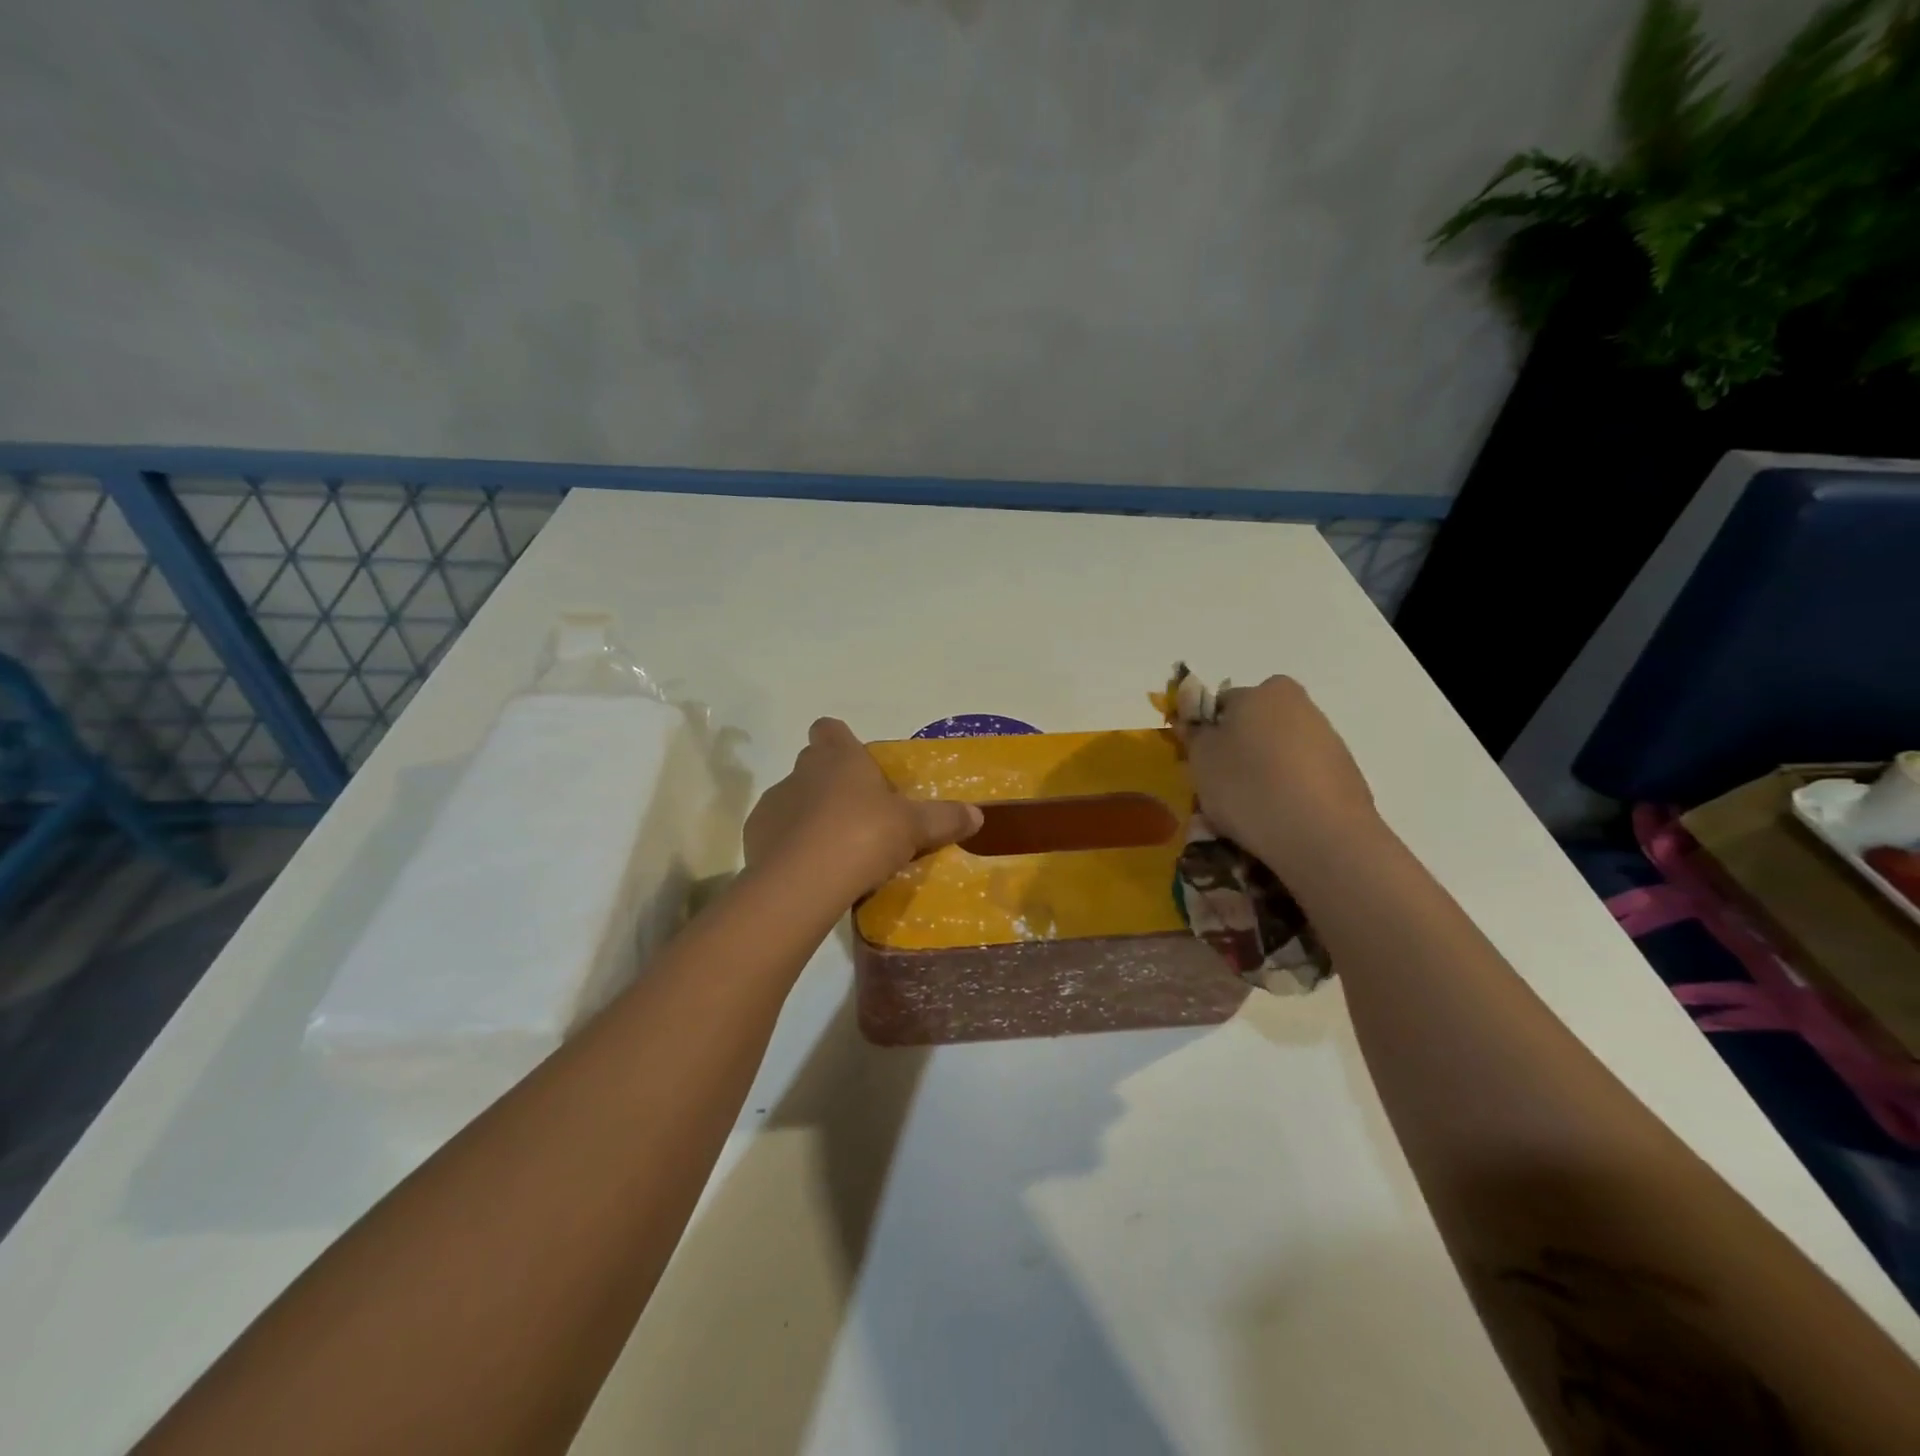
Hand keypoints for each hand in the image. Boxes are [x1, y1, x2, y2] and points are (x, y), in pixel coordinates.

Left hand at [744, 718, 983, 898]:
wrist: (805, 881)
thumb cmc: (864, 835)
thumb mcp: (914, 827)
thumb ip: (944, 818)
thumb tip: (977, 816)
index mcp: (838, 758)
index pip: (830, 729)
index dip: (841, 741)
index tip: (859, 764)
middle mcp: (801, 772)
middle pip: (813, 764)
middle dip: (832, 782)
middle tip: (861, 813)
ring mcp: (773, 803)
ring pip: (794, 800)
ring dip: (811, 816)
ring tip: (837, 849)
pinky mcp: (754, 837)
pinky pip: (777, 833)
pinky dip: (791, 846)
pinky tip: (812, 870)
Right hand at [1177, 676, 1380, 880]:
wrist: (1323, 836)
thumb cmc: (1249, 786)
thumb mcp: (1201, 759)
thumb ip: (1195, 734)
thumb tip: (1199, 724)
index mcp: (1265, 691)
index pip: (1223, 704)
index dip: (1207, 732)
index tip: (1200, 762)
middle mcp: (1301, 705)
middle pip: (1255, 727)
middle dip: (1238, 752)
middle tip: (1221, 788)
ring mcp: (1329, 740)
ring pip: (1279, 754)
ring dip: (1262, 775)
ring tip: (1249, 812)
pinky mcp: (1346, 775)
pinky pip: (1302, 779)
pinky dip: (1288, 793)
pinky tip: (1278, 820)